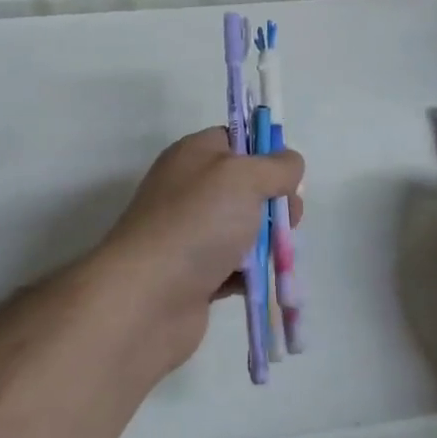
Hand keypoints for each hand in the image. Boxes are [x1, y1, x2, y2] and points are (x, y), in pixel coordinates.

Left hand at [100, 128, 303, 370]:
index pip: (237, 139)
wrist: (146, 298)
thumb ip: (275, 166)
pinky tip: (259, 281)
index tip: (288, 176)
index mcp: (195, 154)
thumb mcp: (243, 177)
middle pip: (247, 186)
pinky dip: (250, 274)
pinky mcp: (196, 274)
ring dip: (267, 241)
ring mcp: (191, 233)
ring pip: (244, 228)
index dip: (266, 152)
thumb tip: (290, 163)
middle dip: (275, 202)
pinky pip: (234, 267)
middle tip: (289, 220)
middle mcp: (190, 189)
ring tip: (278, 256)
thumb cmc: (196, 223)